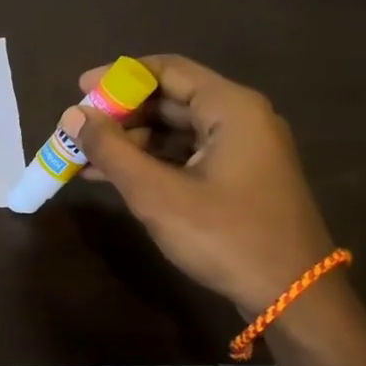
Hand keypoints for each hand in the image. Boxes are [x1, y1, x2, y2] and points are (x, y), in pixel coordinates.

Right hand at [67, 55, 336, 314]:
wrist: (291, 295)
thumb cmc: (225, 236)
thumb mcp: (158, 194)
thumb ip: (112, 151)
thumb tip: (73, 115)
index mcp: (231, 108)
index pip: (168, 70)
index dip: (120, 77)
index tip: (79, 89)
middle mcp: (240, 119)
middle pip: (170, 99)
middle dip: (121, 113)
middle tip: (77, 128)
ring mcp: (241, 150)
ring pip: (175, 131)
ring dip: (130, 141)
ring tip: (84, 157)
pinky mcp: (236, 178)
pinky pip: (184, 156)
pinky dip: (149, 162)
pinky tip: (110, 177)